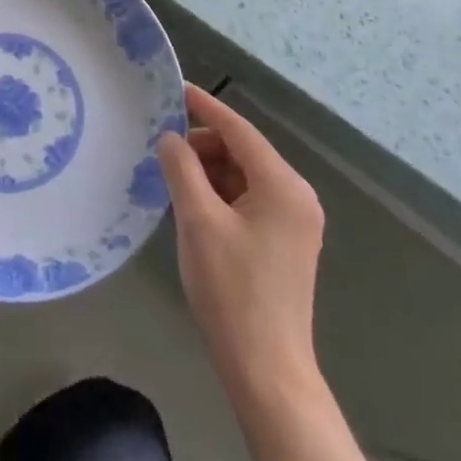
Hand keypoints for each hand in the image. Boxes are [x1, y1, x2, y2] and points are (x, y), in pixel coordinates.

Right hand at [156, 84, 326, 408]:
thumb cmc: (232, 291)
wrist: (268, 372)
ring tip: (173, 183)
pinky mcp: (286, 242)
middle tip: (163, 154)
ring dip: (209, 172)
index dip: (205, 107)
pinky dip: (221, 195)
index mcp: (283, 186)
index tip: (174, 88)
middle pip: (243, 151)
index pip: (239, 130)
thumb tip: (171, 138)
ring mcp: (295, 221)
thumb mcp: (198, 222)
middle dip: (203, 146)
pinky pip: (249, 200)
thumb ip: (181, 168)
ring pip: (244, 176)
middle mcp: (296, 196)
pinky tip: (193, 207)